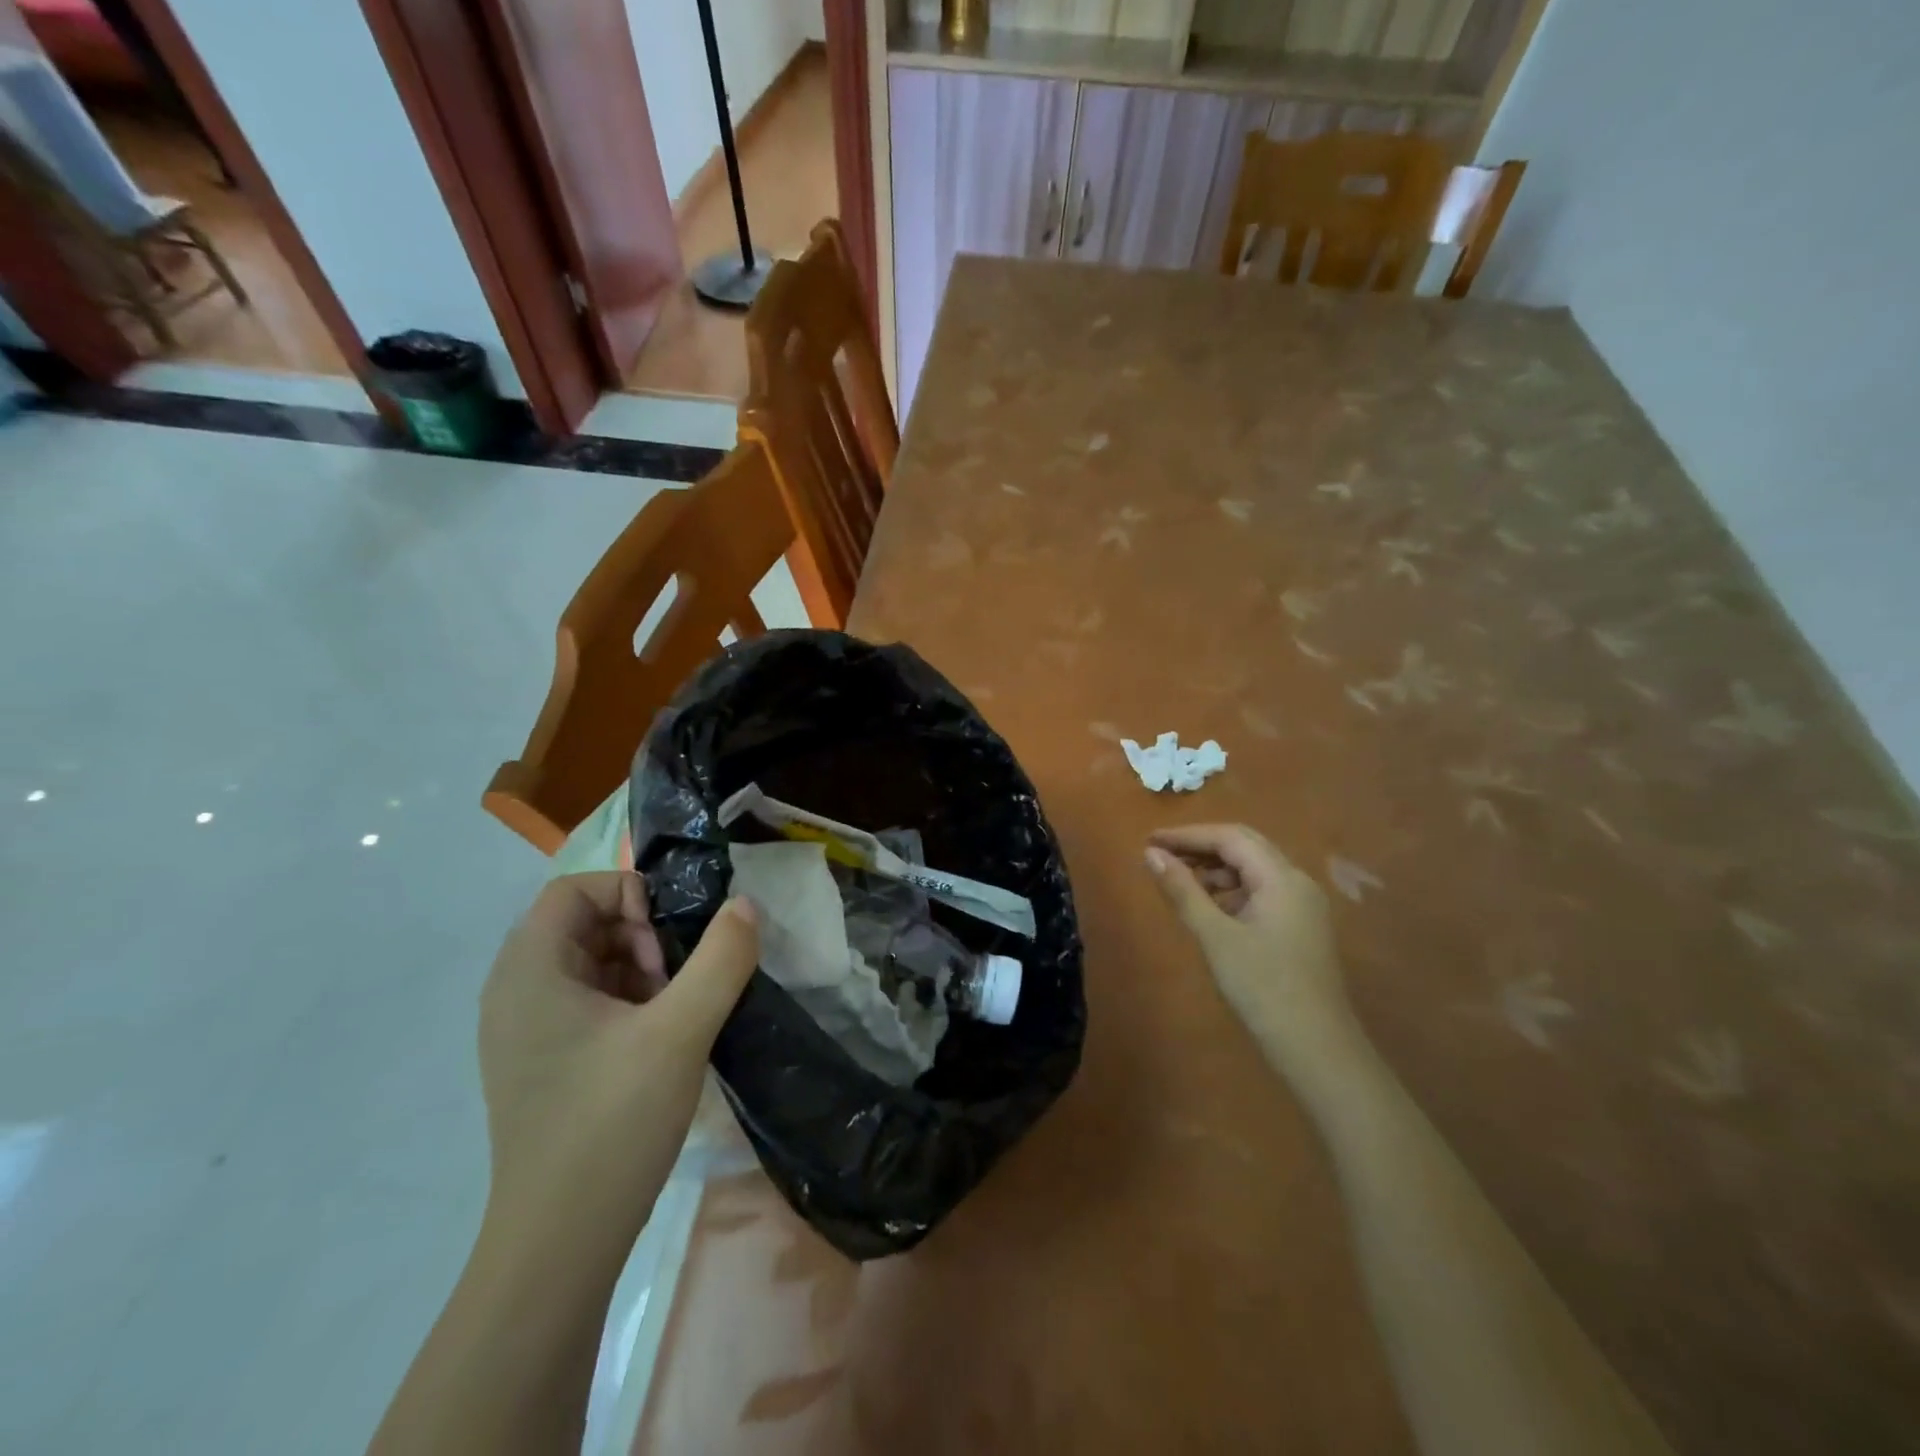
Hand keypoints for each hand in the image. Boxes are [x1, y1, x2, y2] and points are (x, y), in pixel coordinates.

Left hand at [477, 873, 758, 1256]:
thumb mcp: (680, 1032)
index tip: (668, 942)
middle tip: (676, 982)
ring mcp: (525, 1033)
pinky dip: (629, 1004)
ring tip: (674, 1014)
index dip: (628, 896)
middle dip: (641, 937)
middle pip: (584, 924)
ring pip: (591, 965)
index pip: (574, 890)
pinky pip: (589, 1004)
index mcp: (529, 972)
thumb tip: (745, 904)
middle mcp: (515, 993)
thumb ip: (721, 959)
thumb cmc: (611, 1123)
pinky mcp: (543, 1065)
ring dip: (641, 971)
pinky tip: (661, 1042)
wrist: (560, 1246)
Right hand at [1145, 825, 1360, 1079]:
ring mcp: (1302, 905)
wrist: (1317, 1049)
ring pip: (1253, 869)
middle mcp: (1297, 882)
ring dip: (1215, 869)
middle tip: (1160, 855)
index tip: (1149, 841)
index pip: (1230, 837)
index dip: (1187, 835)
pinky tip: (1208, 908)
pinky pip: (1261, 892)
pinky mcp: (1300, 927)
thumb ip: (1183, 891)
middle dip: (1200, 847)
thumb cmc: (1263, 988)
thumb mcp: (1215, 937)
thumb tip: (1151, 855)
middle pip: (1244, 846)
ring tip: (1178, 883)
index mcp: (1281, 878)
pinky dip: (1230, 890)